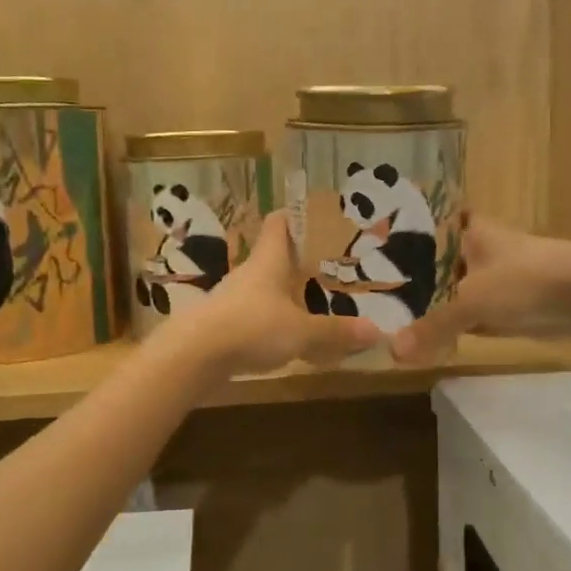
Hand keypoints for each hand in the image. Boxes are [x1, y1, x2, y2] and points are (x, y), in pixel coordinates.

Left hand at [158, 216, 381, 376]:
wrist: (193, 354)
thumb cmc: (252, 327)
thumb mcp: (302, 332)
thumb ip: (336, 331)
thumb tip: (377, 331)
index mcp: (268, 260)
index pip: (279, 223)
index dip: (295, 215)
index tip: (315, 216)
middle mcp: (249, 273)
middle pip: (273, 256)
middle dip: (298, 260)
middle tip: (328, 266)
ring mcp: (232, 298)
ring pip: (264, 288)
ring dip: (284, 293)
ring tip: (313, 302)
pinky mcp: (223, 323)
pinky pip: (254, 315)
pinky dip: (271, 320)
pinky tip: (287, 336)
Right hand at [390, 216, 570, 366]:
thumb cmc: (524, 280)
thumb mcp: (471, 302)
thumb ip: (432, 326)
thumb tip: (393, 352)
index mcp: (468, 231)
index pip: (426, 226)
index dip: (402, 238)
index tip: (373, 250)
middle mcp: (478, 249)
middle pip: (436, 263)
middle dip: (411, 278)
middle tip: (373, 293)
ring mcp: (496, 277)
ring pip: (453, 289)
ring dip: (432, 303)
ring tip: (391, 316)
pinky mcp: (510, 303)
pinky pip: (471, 313)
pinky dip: (454, 324)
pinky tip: (428, 336)